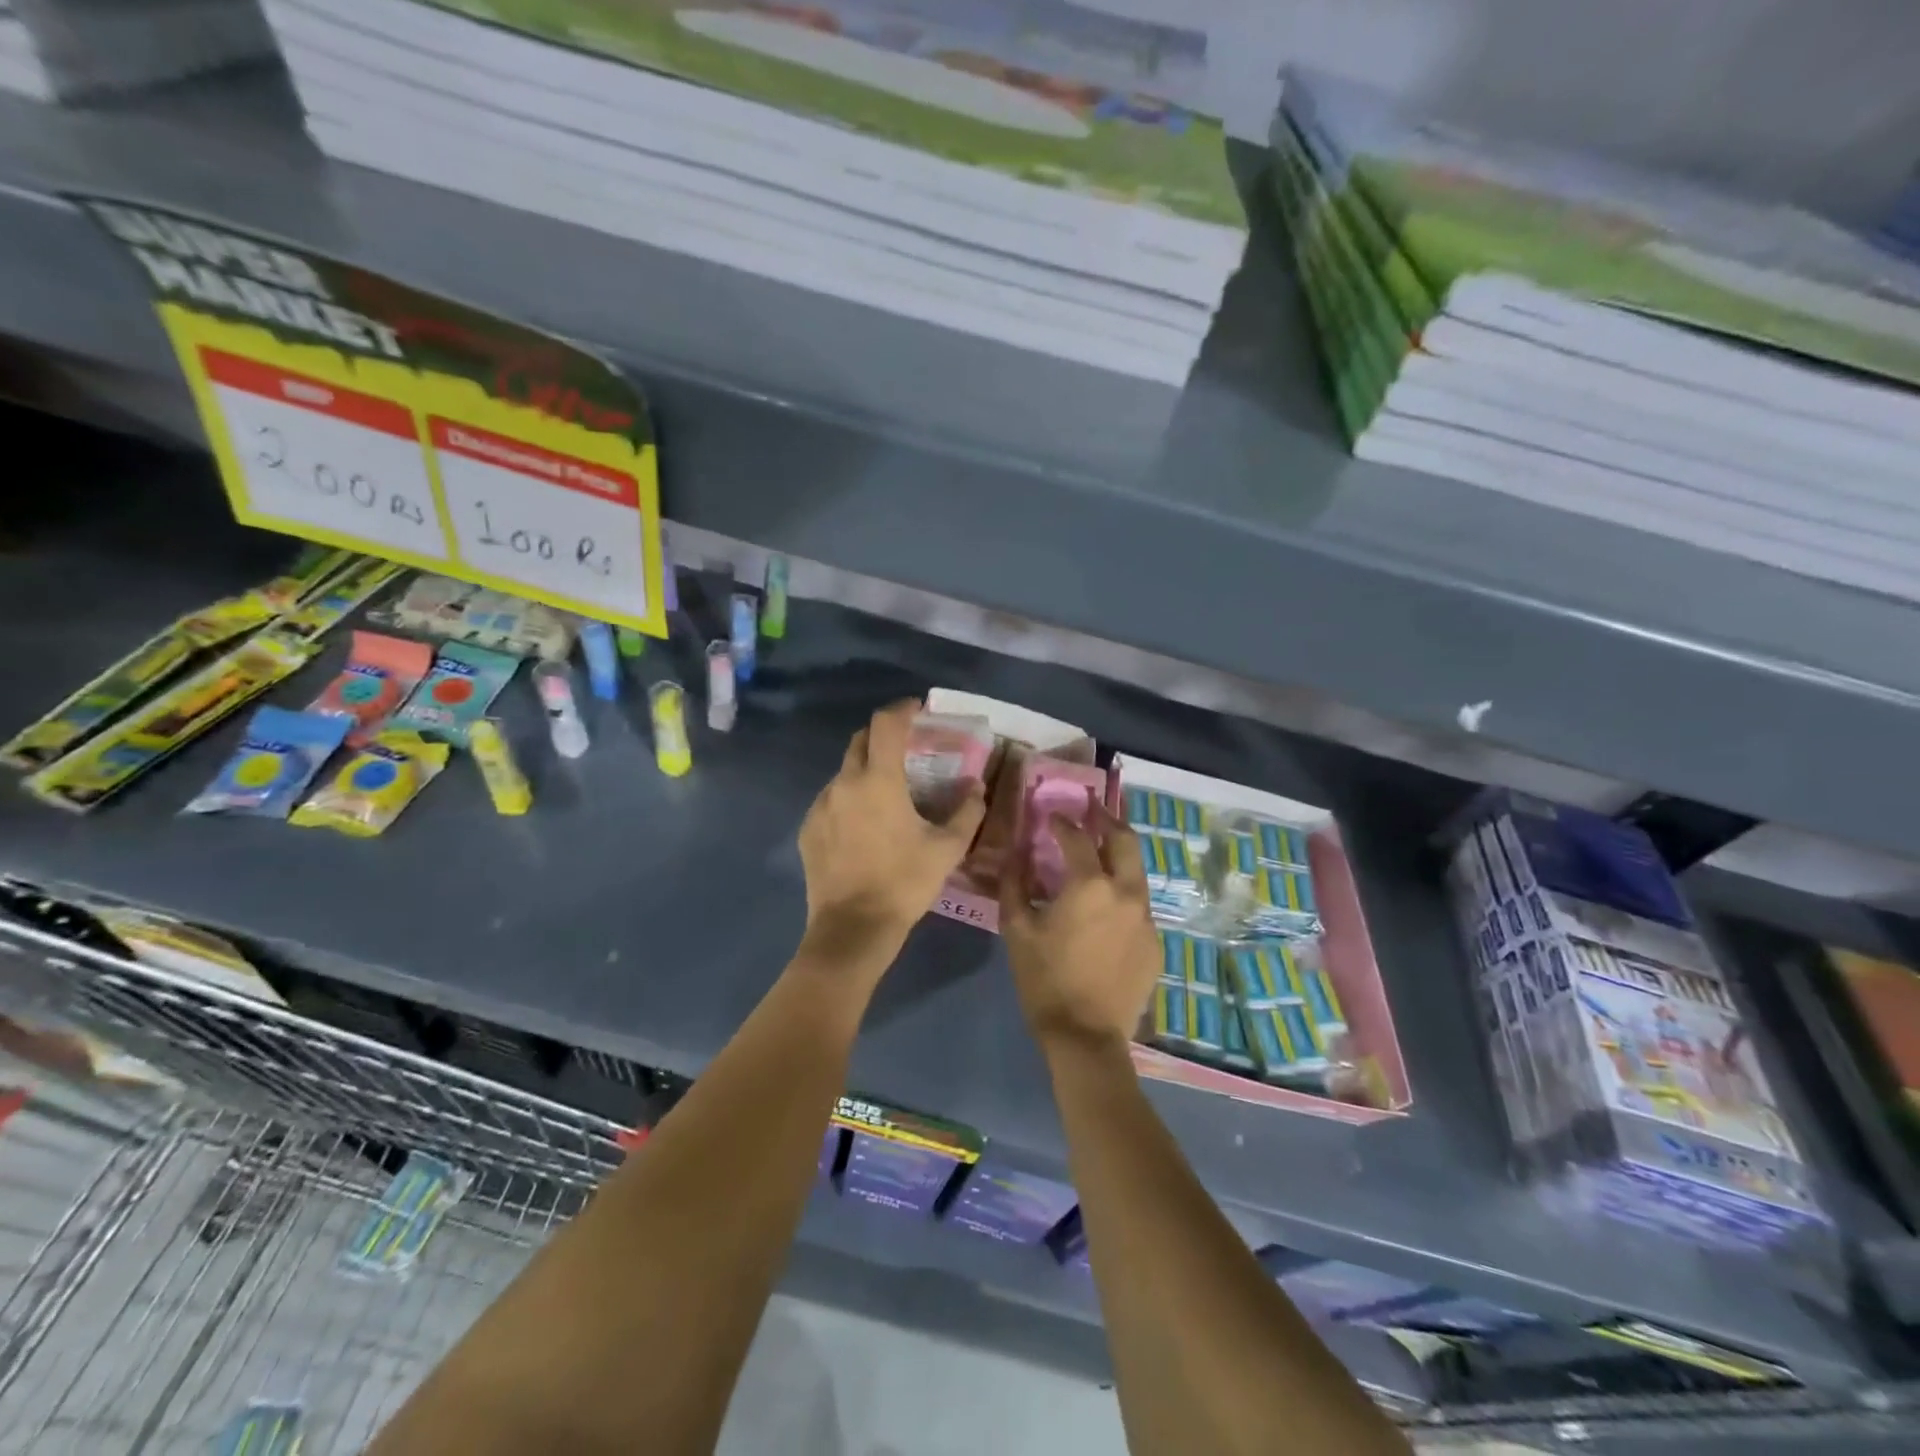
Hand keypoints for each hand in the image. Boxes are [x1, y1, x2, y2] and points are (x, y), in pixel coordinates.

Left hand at [798, 700, 986, 960]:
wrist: (852, 929)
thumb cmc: (903, 883)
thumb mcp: (947, 849)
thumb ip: (967, 811)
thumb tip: (976, 787)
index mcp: (878, 780)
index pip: (885, 724)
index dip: (902, 709)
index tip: (917, 709)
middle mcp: (844, 783)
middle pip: (860, 741)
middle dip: (883, 736)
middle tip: (905, 750)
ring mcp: (820, 806)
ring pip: (844, 772)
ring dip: (865, 771)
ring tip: (886, 793)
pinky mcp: (808, 829)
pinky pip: (830, 801)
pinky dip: (849, 799)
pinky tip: (864, 825)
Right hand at [999, 803, 1160, 1052]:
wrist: (1086, 1037)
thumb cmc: (1045, 980)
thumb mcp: (1017, 930)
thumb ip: (1015, 884)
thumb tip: (1016, 854)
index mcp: (1090, 885)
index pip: (1078, 837)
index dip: (1063, 822)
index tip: (1051, 815)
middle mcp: (1126, 893)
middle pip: (1125, 841)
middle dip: (1107, 819)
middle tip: (1092, 808)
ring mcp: (1147, 918)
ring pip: (1137, 872)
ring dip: (1118, 855)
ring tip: (1100, 850)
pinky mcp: (1155, 943)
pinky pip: (1139, 906)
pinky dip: (1123, 894)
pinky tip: (1106, 907)